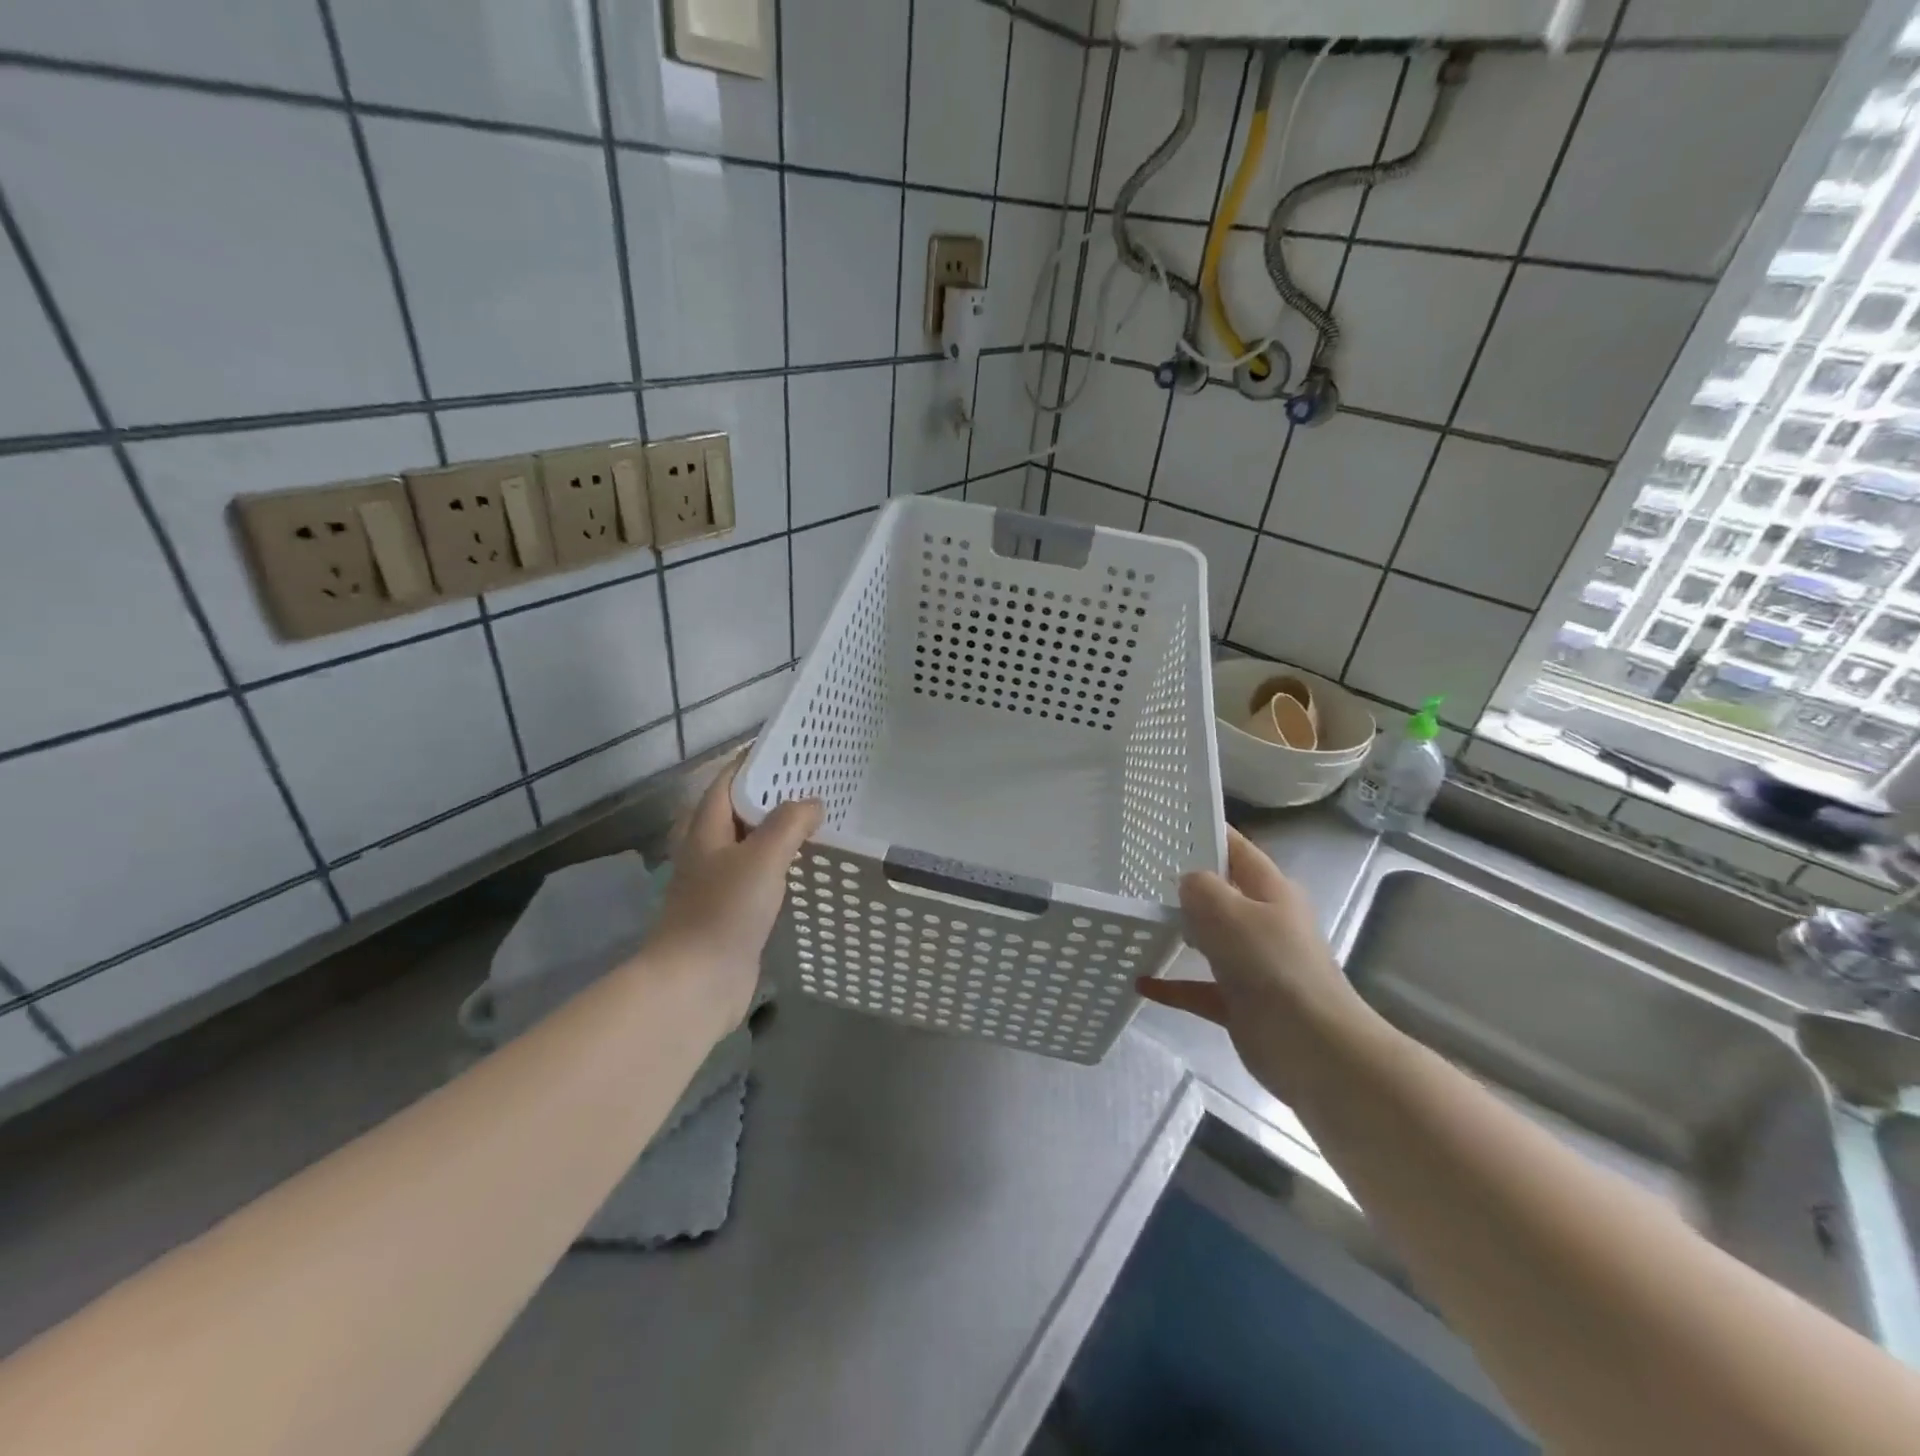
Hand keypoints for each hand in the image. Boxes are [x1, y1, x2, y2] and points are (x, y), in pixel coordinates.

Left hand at [648, 759, 821, 1026]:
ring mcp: (719, 883)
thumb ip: (789, 823)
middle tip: (816, 784)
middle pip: (741, 811)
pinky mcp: (733, 911)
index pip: (728, 781)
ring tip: (819, 820)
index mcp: (706, 829)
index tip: (792, 751)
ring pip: (752, 845)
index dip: (755, 762)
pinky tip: (806, 867)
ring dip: (780, 832)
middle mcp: (708, 850)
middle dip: (774, 797)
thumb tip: (812, 803)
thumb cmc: (724, 911)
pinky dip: (782, 865)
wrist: (696, 983)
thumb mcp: (762, 857)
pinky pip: (761, 876)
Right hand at [1138, 827, 1374, 1101]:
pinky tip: (1140, 981)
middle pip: (1221, 893)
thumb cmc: (1271, 965)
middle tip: (1137, 871)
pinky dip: (1173, 984)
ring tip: (1137, 919)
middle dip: (1185, 883)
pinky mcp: (1242, 1002)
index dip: (1206, 832)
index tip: (1166, 823)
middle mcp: (1264, 922)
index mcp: (1271, 890)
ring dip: (1179, 932)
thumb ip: (1200, 887)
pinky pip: (1199, 986)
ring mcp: (1254, 963)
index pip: (1236, 849)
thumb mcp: (1228, 911)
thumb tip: (1187, 883)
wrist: (1312, 1047)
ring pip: (1210, 939)